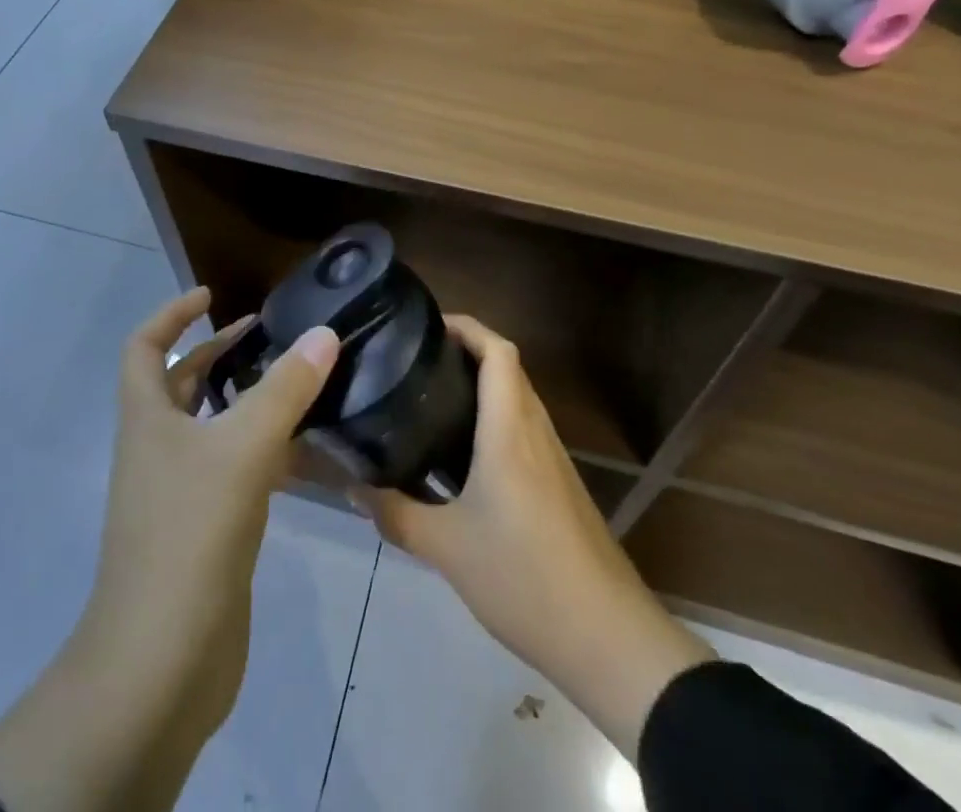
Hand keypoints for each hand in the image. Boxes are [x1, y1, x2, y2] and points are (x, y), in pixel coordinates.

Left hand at [0, 288, 338, 811]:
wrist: (162, 660)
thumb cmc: (189, 533)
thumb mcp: (242, 449)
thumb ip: (285, 390)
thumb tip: (324, 333)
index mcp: (147, 418)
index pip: (146, 346)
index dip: (172, 314)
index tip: (210, 295)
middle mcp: (157, 448)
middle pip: (183, 384)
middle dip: (220, 354)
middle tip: (270, 337)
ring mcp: (180, 492)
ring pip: (214, 428)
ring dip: (249, 402)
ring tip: (301, 384)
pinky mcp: (206, 530)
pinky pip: (236, 472)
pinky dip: (267, 453)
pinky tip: (309, 452)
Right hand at [355, 315, 712, 759]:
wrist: (607, 636)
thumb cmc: (524, 577)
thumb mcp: (447, 549)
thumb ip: (396, 515)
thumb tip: (353, 488)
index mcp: (509, 430)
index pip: (498, 351)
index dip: (467, 326)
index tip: (429, 324)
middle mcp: (535, 431)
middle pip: (508, 368)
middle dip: (468, 351)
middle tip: (419, 360)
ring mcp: (554, 458)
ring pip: (518, 399)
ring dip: (484, 385)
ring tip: (434, 398)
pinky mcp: (561, 485)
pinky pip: (525, 430)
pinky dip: (496, 419)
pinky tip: (466, 454)